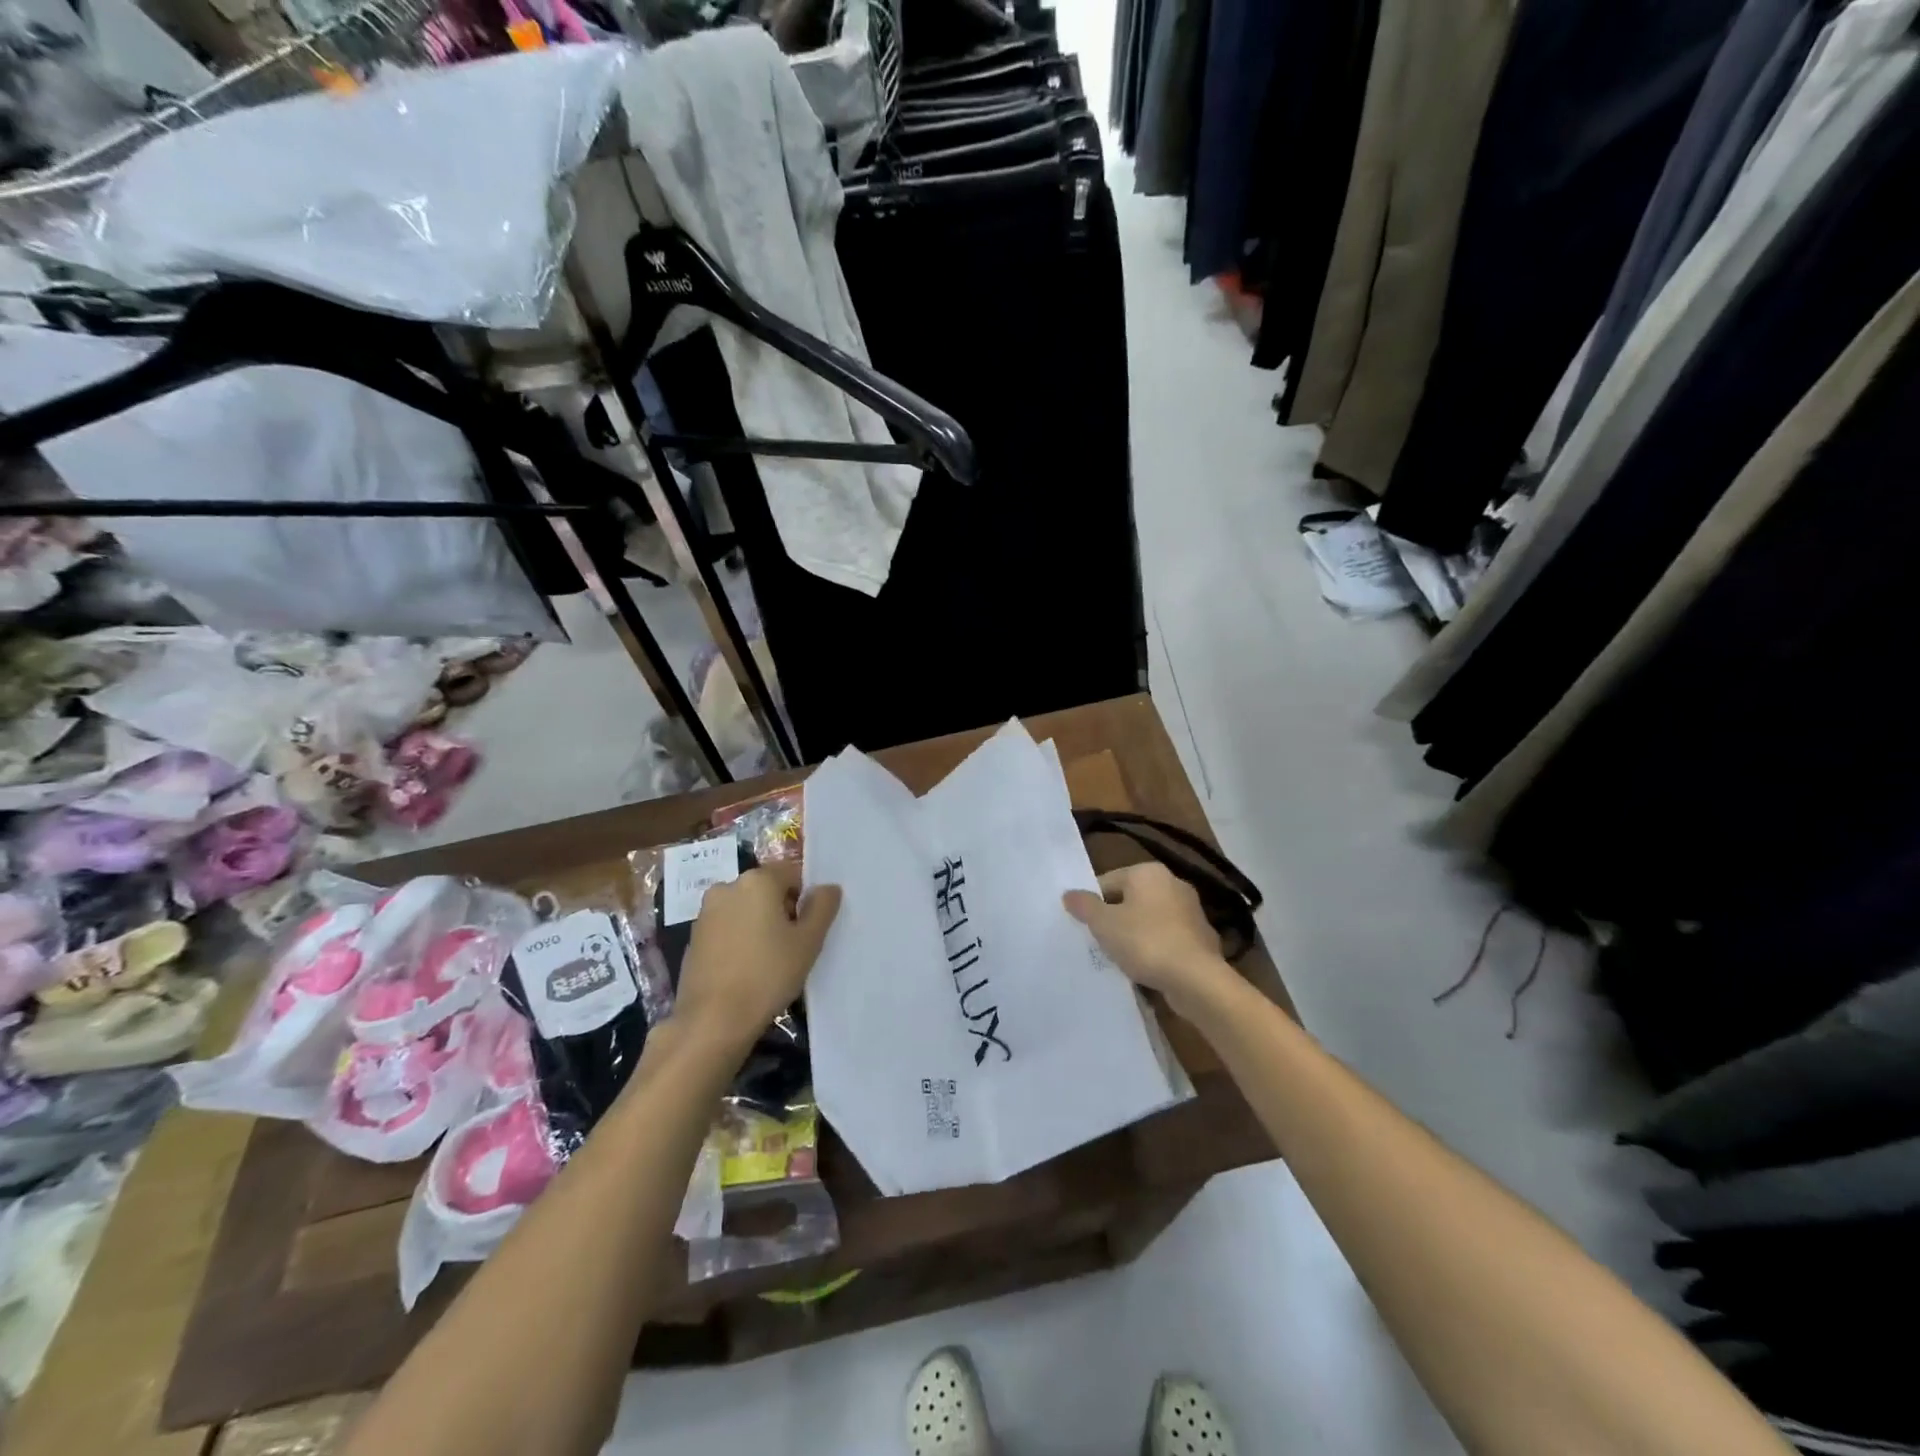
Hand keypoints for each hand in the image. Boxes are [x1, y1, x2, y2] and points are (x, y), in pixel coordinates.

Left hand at [675, 862, 840, 1049]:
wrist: (713, 1021)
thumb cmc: (768, 975)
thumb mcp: (808, 942)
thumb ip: (822, 907)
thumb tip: (827, 888)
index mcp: (757, 880)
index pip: (792, 873)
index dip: (805, 898)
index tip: (807, 928)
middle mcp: (727, 887)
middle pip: (767, 889)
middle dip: (781, 910)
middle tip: (792, 946)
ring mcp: (706, 912)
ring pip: (745, 909)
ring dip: (759, 925)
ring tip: (768, 960)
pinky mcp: (694, 937)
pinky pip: (727, 928)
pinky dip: (739, 939)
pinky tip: (746, 969)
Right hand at [1064, 863, 1233, 1017]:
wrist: (1197, 979)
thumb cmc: (1145, 942)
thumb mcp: (1104, 924)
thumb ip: (1084, 906)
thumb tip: (1069, 894)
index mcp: (1148, 872)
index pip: (1108, 881)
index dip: (1093, 904)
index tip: (1086, 927)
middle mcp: (1173, 883)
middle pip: (1131, 899)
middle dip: (1116, 919)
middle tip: (1101, 942)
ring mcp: (1192, 910)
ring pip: (1151, 919)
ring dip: (1137, 935)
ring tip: (1122, 958)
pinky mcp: (1203, 937)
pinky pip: (1169, 938)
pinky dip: (1157, 949)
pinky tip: (1148, 968)